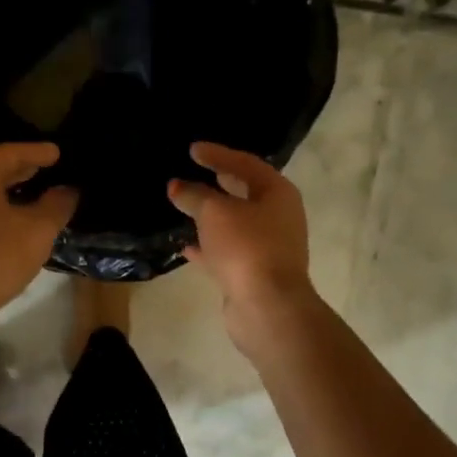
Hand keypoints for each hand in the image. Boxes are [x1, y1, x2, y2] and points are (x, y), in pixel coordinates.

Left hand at [0, 143, 77, 326]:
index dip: (37, 152)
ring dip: (1, 192)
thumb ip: (56, 206)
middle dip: (18, 170)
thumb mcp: (37, 231)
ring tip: (26, 198)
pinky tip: (2, 226)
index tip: (57, 153)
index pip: (10, 152)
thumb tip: (67, 190)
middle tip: (42, 170)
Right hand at [168, 143, 316, 355]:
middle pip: (245, 192)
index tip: (192, 150)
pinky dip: (208, 246)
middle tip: (194, 172)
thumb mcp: (214, 213)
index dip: (218, 155)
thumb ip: (194, 196)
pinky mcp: (254, 273)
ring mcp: (268, 247)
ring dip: (211, 216)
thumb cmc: (246, 247)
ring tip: (184, 206)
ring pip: (235, 224)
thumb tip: (177, 186)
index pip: (245, 164)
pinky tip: (185, 245)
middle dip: (218, 183)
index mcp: (277, 193)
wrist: (267, 307)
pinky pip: (228, 251)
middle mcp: (278, 217)